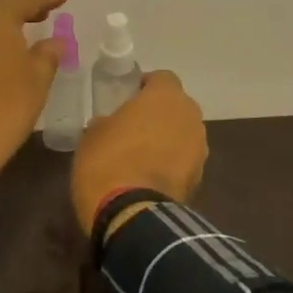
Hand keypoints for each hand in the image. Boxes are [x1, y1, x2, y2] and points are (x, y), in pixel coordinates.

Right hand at [70, 70, 207, 231]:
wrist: (131, 214)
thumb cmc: (107, 161)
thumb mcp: (92, 134)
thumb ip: (108, 121)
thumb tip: (112, 125)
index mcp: (165, 97)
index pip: (162, 78)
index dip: (145, 86)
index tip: (127, 98)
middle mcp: (190, 116)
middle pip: (177, 106)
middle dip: (159, 113)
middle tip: (133, 126)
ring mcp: (199, 148)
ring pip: (183, 133)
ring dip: (168, 138)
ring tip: (141, 155)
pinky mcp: (200, 177)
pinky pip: (184, 160)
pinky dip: (172, 163)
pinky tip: (150, 176)